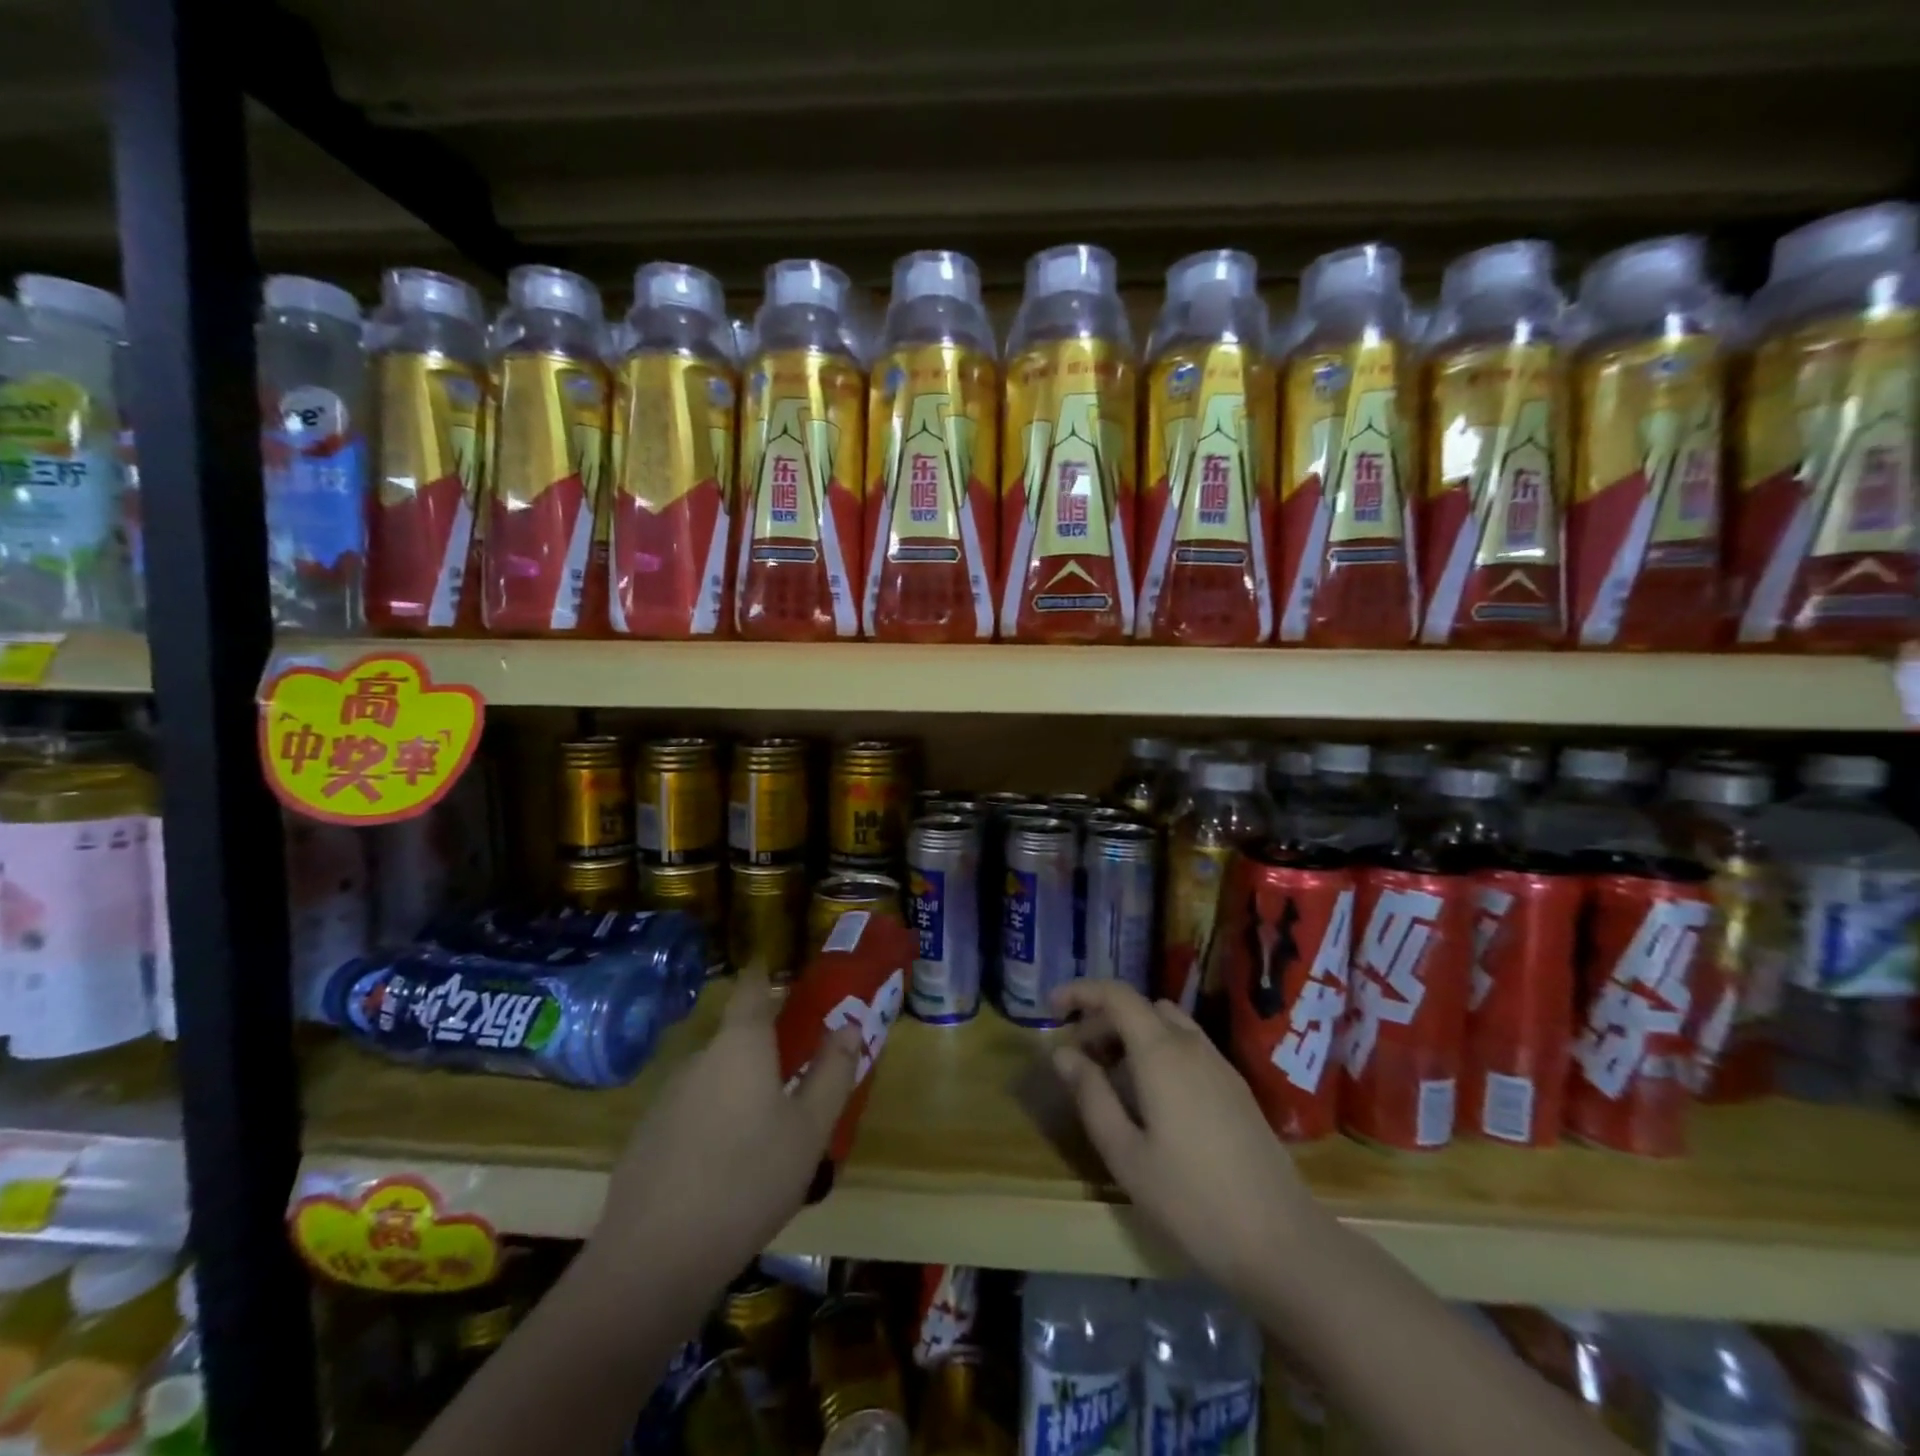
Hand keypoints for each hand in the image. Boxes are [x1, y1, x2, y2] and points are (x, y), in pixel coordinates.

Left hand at [586, 969, 862, 1289]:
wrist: (654, 1258)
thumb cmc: (749, 1179)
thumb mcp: (810, 1129)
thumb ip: (832, 1072)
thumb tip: (848, 1025)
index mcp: (740, 1045)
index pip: (751, 989)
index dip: (763, 973)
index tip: (774, 966)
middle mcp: (700, 1058)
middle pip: (735, 1038)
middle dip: (763, 1048)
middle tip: (795, 1076)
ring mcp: (667, 1098)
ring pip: (714, 1079)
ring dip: (739, 1091)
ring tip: (766, 1132)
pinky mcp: (646, 1138)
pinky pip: (692, 1114)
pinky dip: (713, 1123)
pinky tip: (726, 1169)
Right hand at [1050, 979, 1318, 1291]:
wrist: (1282, 1242)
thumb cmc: (1192, 1200)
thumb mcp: (1125, 1154)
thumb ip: (1091, 1096)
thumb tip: (1062, 1053)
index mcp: (1161, 1053)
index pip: (1117, 995)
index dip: (1081, 992)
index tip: (1051, 1009)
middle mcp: (1192, 1045)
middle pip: (1141, 1008)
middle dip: (1102, 1020)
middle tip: (1076, 1057)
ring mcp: (1220, 1065)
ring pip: (1167, 1025)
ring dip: (1132, 1035)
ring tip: (1110, 1077)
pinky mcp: (1236, 1088)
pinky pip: (1188, 1048)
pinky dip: (1158, 1051)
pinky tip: (1151, 1098)